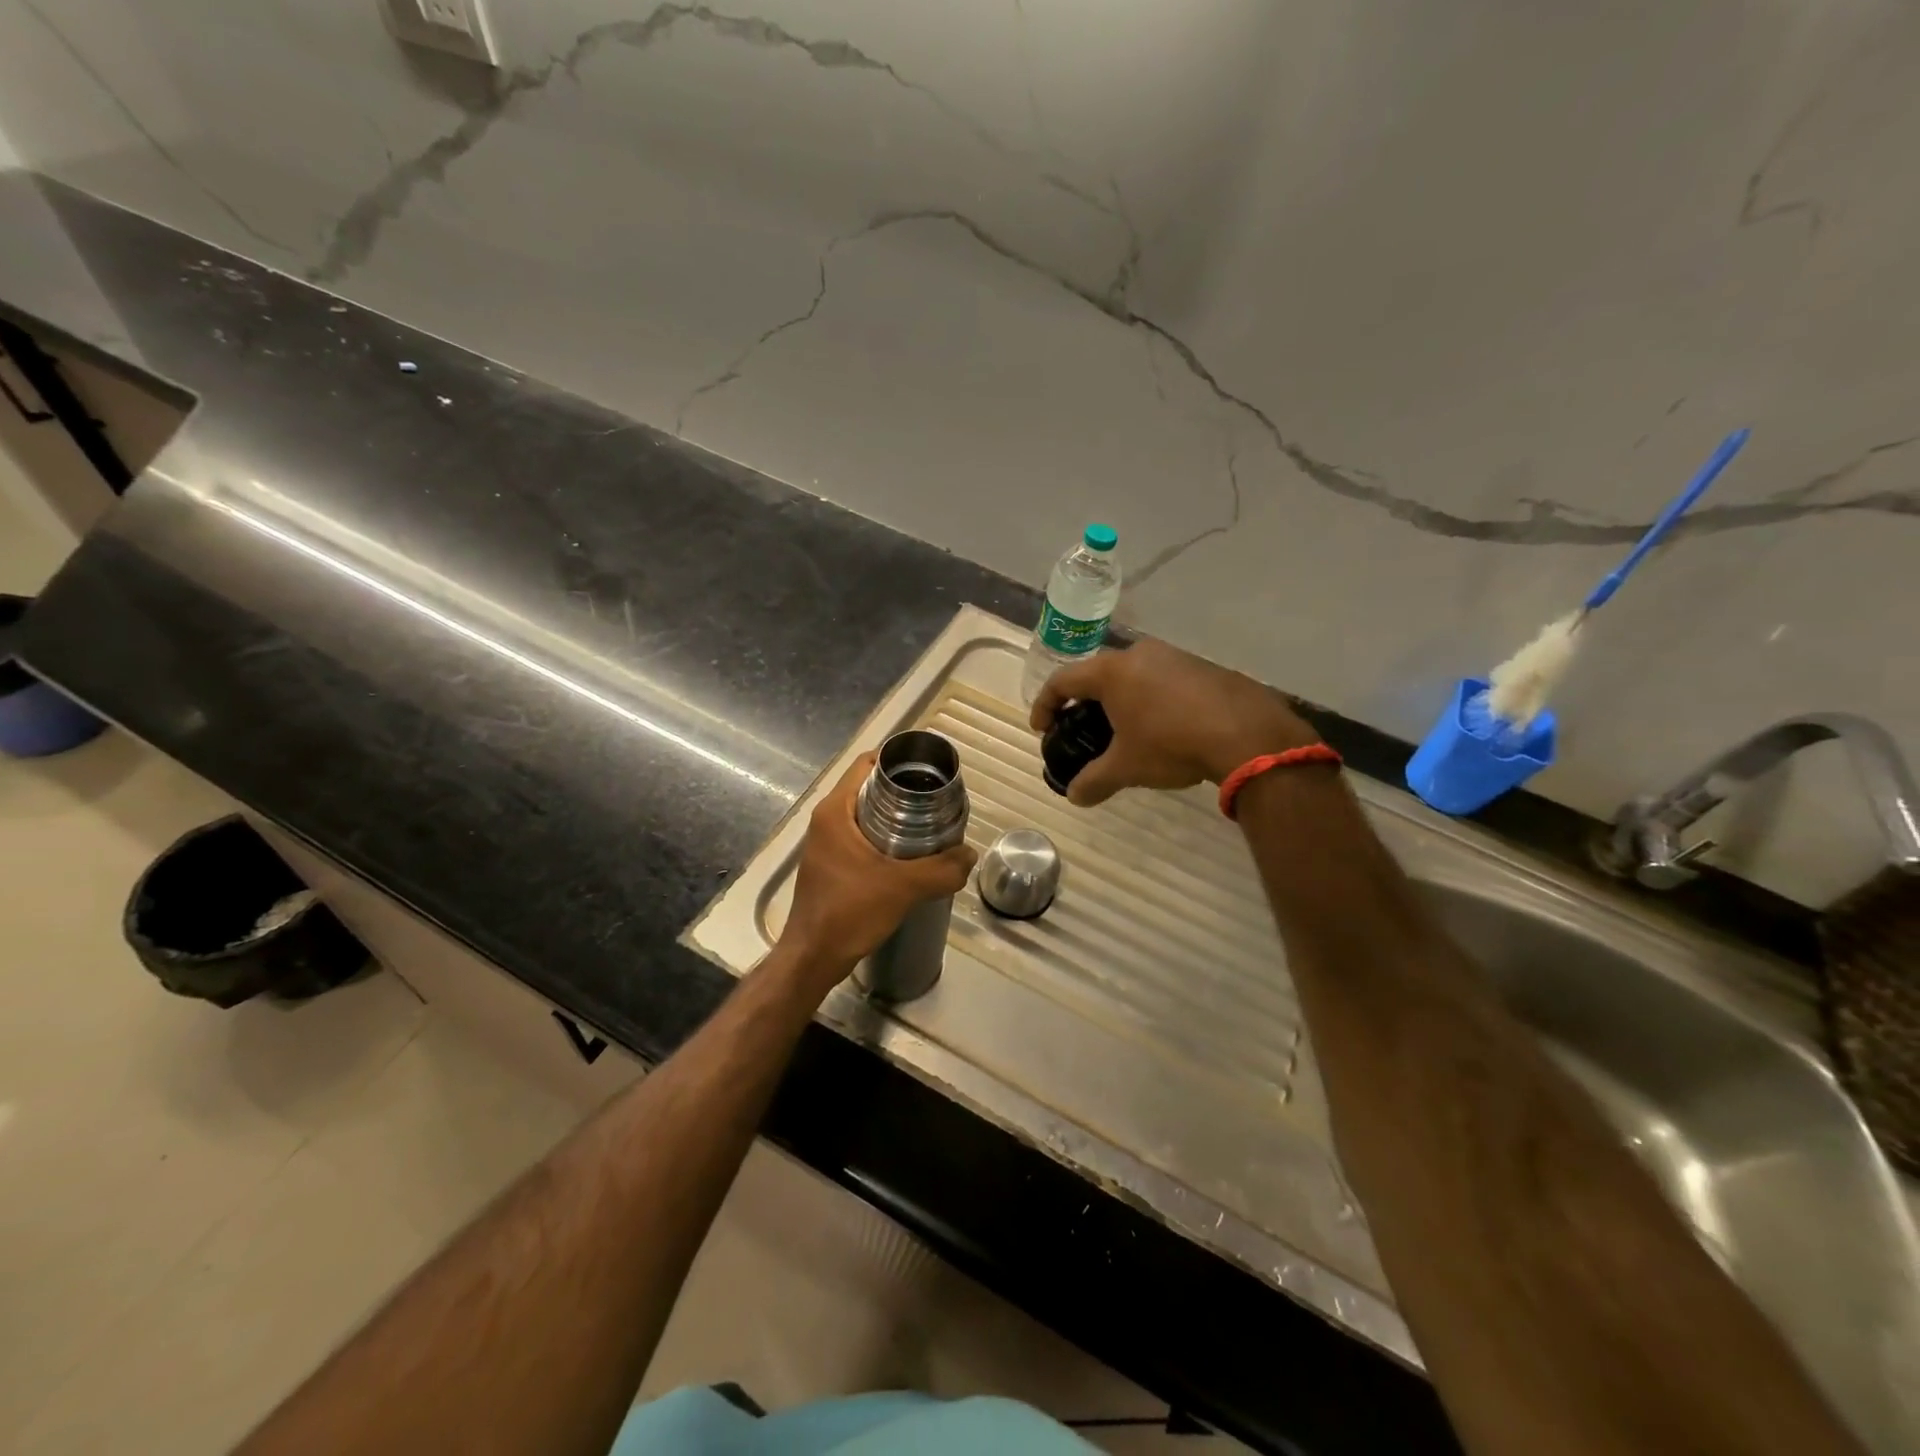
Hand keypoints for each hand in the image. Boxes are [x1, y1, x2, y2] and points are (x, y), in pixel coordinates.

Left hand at [779, 753, 977, 982]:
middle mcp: (827, 820)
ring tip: (931, 825)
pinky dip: (886, 837)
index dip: (898, 760)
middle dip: (904, 790)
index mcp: (835, 811)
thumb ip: (941, 869)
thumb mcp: (903, 887)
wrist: (814, 958)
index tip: (930, 770)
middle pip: (869, 788)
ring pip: (867, 814)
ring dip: (897, 816)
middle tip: (938, 800)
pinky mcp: (832, 864)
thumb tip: (969, 854)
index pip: (866, 764)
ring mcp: (827, 843)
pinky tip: (911, 854)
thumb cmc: (849, 912)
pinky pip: (862, 837)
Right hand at [1029, 638, 1318, 806]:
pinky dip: (1152, 700)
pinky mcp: (1202, 666)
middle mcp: (1140, 653)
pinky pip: (1163, 679)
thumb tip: (1075, 796)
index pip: (1063, 681)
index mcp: (1112, 671)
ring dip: (1122, 700)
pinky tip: (1164, 727)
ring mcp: (1174, 656)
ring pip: (1134, 675)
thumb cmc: (1172, 744)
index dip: (1046, 705)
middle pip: (1099, 675)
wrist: (1247, 734)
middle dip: (1086, 703)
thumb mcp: (1127, 767)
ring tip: (1125, 731)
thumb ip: (1094, 780)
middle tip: (1082, 729)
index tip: (1042, 728)